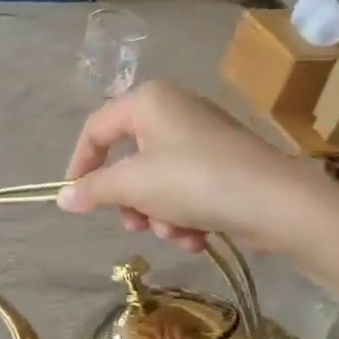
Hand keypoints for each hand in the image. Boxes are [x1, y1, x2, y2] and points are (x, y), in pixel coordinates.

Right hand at [57, 81, 310, 253]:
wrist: (275, 203)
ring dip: (159, 215)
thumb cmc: (193, 181)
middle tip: (133, 223)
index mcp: (148, 101)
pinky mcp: (224, 165)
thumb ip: (93, 189)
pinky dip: (185, 216)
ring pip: (157, 182)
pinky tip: (197, 236)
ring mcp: (202, 138)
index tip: (74, 198)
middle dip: (130, 200)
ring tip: (176, 233)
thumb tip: (62, 197)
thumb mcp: (132, 185)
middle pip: (129, 161)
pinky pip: (186, 190)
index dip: (79, 164)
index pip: (96, 128)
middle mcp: (174, 111)